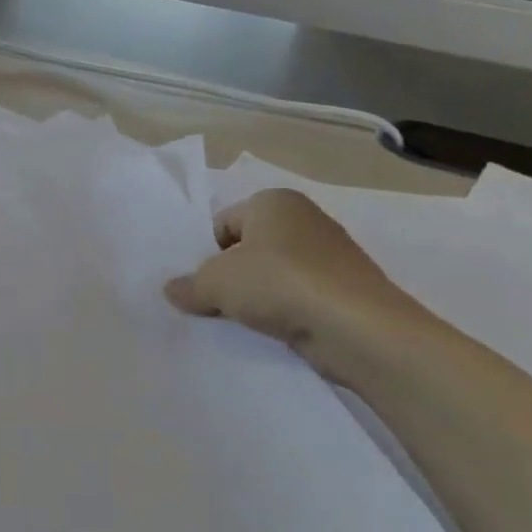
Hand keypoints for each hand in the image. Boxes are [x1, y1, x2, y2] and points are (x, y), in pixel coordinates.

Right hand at [164, 189, 427, 382]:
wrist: (359, 329)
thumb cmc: (280, 284)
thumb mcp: (216, 283)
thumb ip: (189, 285)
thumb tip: (173, 290)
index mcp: (273, 201)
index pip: (222, 223)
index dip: (203, 253)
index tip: (195, 283)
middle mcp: (304, 219)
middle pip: (247, 248)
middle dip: (228, 275)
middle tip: (207, 303)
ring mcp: (329, 256)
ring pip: (272, 275)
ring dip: (253, 297)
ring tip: (236, 321)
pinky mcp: (343, 290)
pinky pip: (297, 297)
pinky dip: (281, 312)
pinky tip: (268, 331)